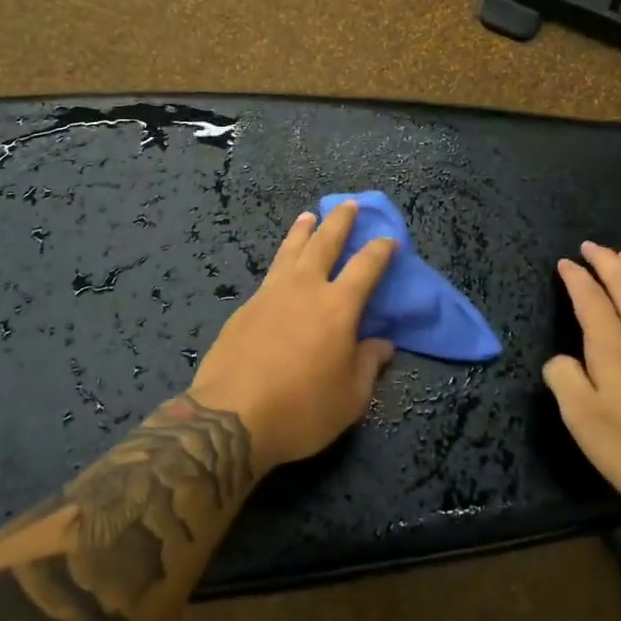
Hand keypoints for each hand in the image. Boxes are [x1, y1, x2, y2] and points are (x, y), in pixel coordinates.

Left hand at [191, 202, 398, 470]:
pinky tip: (281, 265)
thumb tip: (383, 344)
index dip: (380, 250)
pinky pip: (270, 273)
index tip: (389, 239)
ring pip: (290, 250)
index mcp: (338, 307)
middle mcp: (305, 289)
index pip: (366, 267)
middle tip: (349, 204)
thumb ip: (368, 365)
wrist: (231, 417)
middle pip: (325, 243)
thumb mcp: (350, 398)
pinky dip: (282, 259)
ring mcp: (270, 294)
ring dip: (303, 231)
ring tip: (309, 215)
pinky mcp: (245, 307)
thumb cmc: (302, 409)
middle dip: (340, 222)